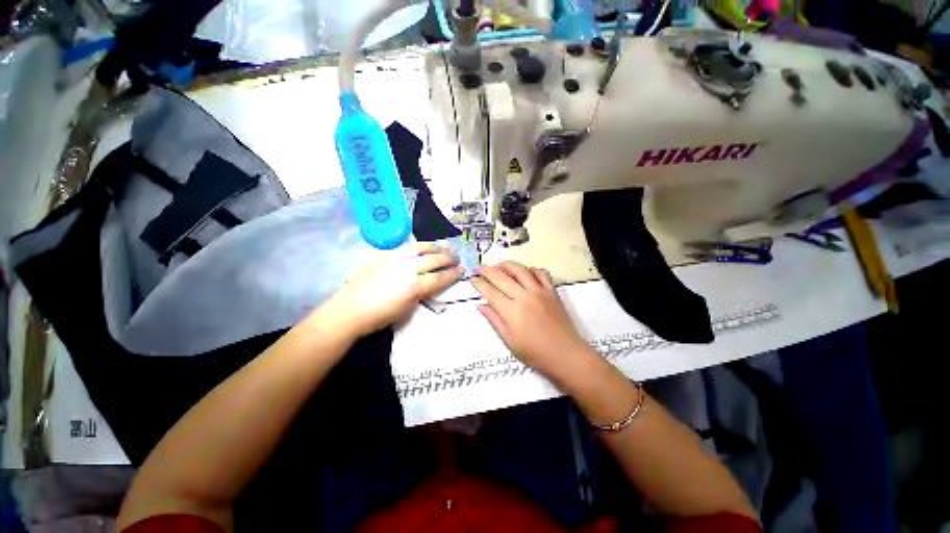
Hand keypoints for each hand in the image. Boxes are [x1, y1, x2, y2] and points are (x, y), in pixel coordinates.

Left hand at [319, 243, 462, 336]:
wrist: (350, 310)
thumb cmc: (379, 317)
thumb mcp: (407, 309)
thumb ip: (421, 293)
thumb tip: (430, 284)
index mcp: (415, 286)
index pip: (440, 277)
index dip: (453, 274)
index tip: (462, 270)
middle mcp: (408, 269)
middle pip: (434, 260)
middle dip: (448, 258)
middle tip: (457, 257)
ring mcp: (396, 259)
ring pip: (421, 248)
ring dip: (436, 247)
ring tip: (444, 247)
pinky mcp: (385, 255)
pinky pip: (407, 247)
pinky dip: (419, 246)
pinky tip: (423, 247)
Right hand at [471, 261, 592, 381]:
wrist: (566, 355)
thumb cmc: (535, 353)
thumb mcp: (509, 341)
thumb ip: (494, 320)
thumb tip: (480, 305)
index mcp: (511, 312)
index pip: (490, 292)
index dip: (479, 284)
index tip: (472, 279)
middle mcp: (524, 297)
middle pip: (502, 277)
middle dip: (488, 270)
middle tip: (480, 267)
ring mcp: (540, 292)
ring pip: (520, 270)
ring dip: (507, 265)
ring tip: (499, 265)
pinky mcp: (552, 291)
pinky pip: (541, 273)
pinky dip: (531, 269)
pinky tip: (525, 271)